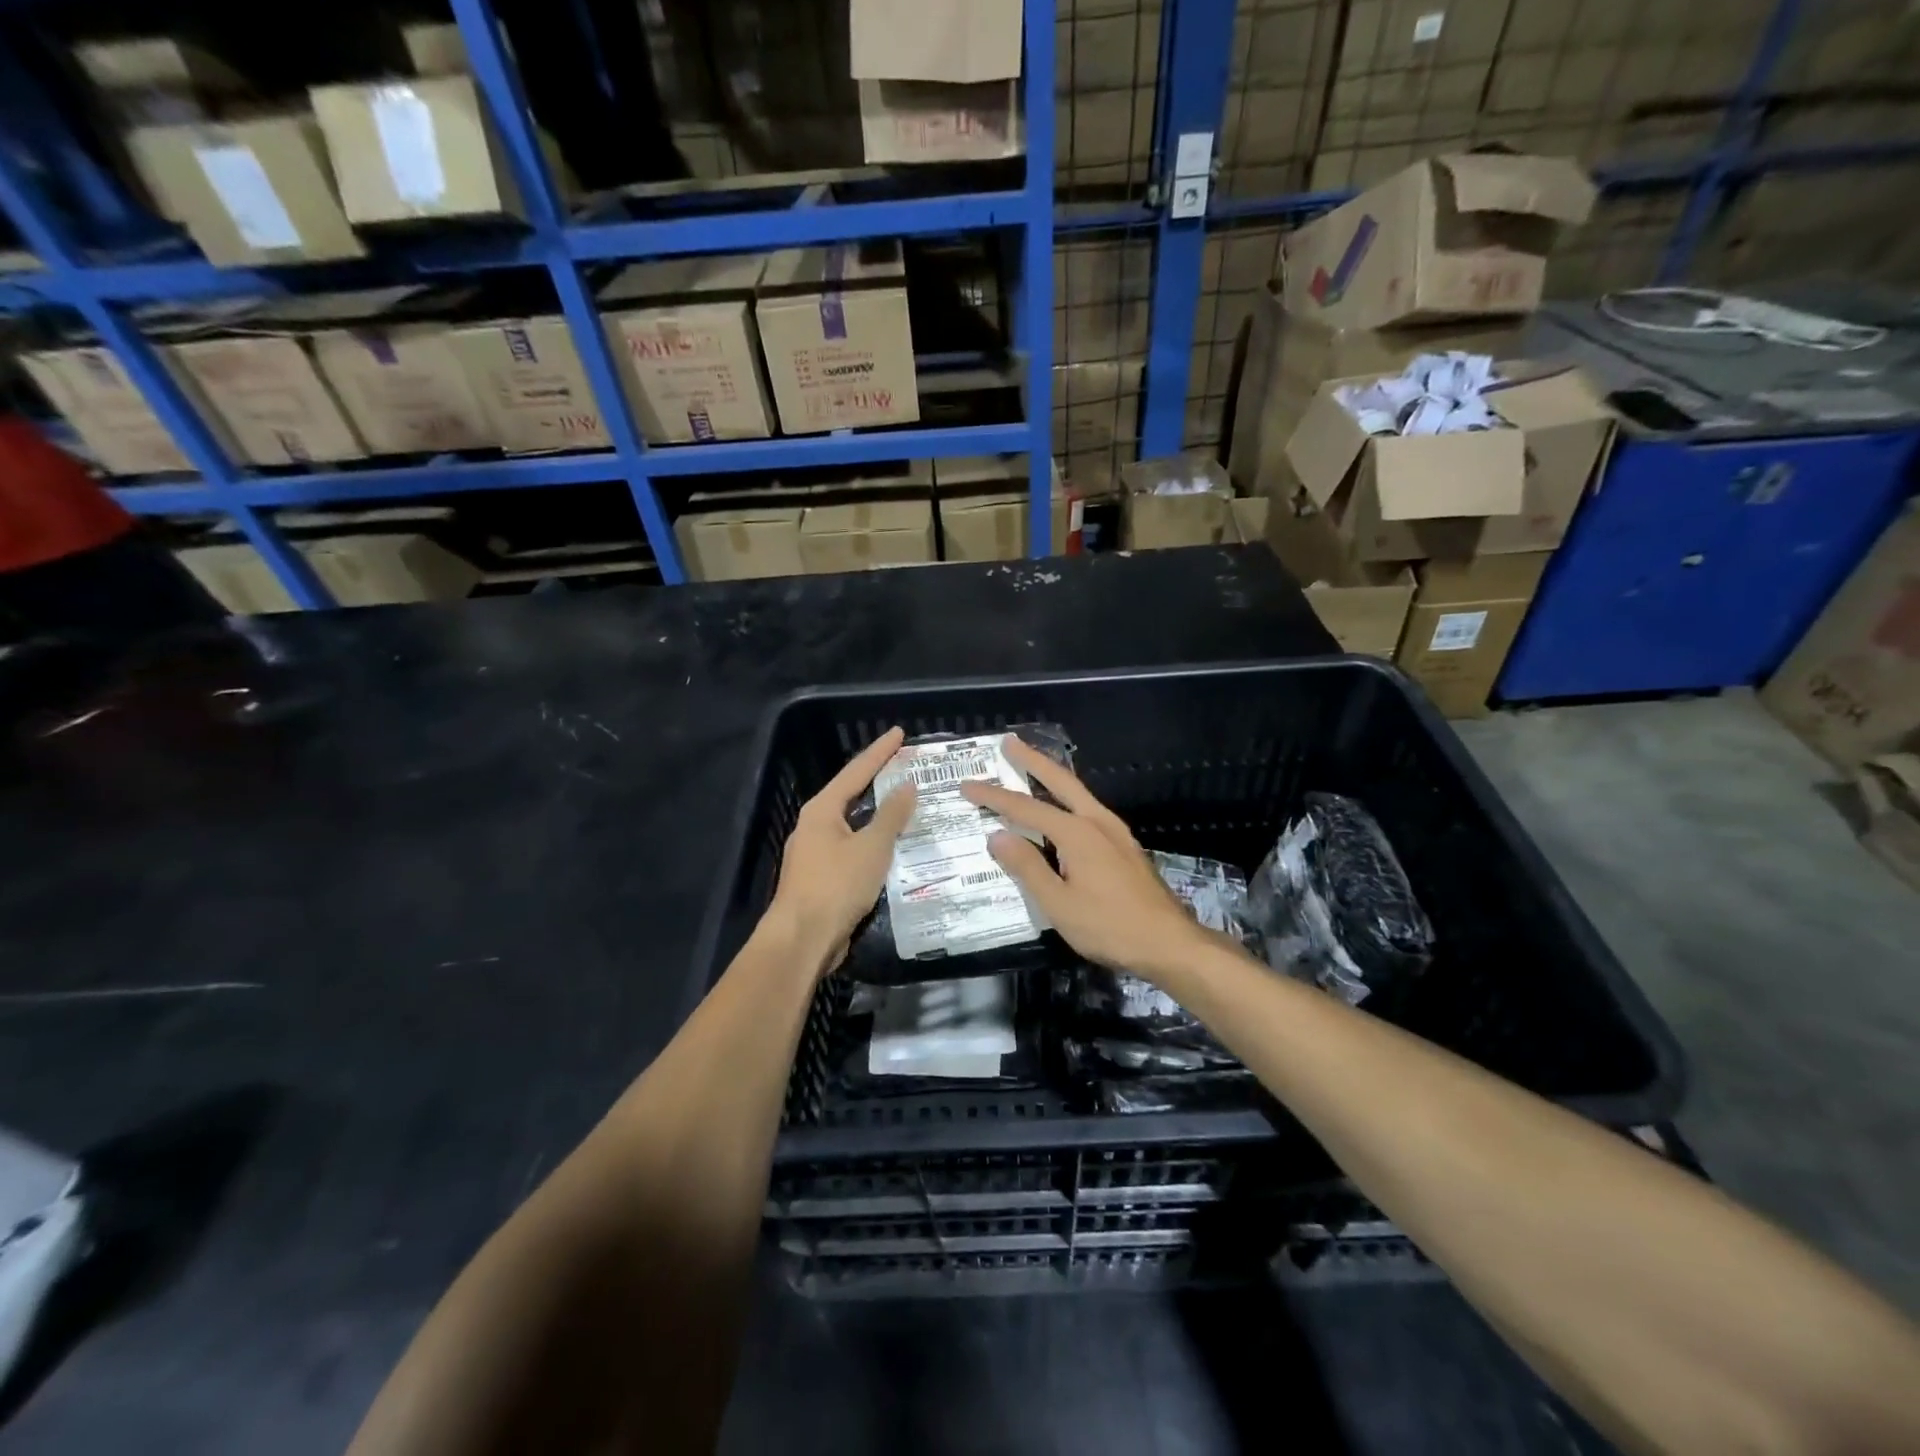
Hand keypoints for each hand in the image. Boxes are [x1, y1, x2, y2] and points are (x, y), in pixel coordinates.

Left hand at [767, 726, 915, 972]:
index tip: (900, 733)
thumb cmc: (836, 885)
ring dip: (878, 815)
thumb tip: (906, 786)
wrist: (802, 939)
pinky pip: (852, 850)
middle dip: (878, 781)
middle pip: (851, 795)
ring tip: (906, 806)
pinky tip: (891, 849)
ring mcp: (814, 853)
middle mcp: (814, 826)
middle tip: (906, 768)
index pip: (856, 771)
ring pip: (852, 825)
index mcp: (822, 810)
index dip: (880, 752)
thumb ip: (891, 815)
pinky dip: (873, 843)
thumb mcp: (872, 847)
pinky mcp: (820, 879)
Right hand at [961, 738, 1215, 981]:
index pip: (1025, 808)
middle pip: (1060, 781)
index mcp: (1076, 833)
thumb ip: (1027, 867)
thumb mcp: (1058, 904)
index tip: (967, 785)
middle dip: (1033, 760)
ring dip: (1052, 776)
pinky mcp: (1124, 845)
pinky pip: (1088, 808)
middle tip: (1010, 741)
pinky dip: (1068, 797)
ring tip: (1032, 766)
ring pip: (1078, 792)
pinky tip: (1064, 807)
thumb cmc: (1109, 926)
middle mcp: (1097, 821)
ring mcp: (1115, 831)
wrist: (1168, 942)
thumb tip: (997, 836)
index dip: (994, 797)